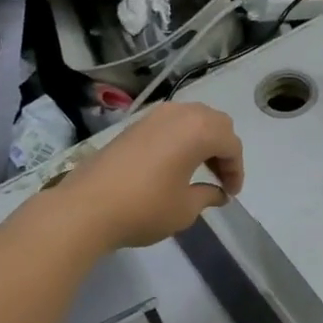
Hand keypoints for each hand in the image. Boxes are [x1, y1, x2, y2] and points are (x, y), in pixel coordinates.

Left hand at [62, 102, 243, 248]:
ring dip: (203, 140)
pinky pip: (171, 123)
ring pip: (193, 118)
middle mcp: (179, 114)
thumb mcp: (185, 208)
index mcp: (198, 131)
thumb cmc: (144, 208)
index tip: (231, 193)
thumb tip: (218, 193)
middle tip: (220, 178)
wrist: (85, 207)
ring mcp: (153, 116)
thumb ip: (208, 195)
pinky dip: (182, 138)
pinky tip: (175, 164)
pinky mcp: (134, 125)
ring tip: (200, 169)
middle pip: (215, 123)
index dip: (236, 170)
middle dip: (223, 149)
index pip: (231, 145)